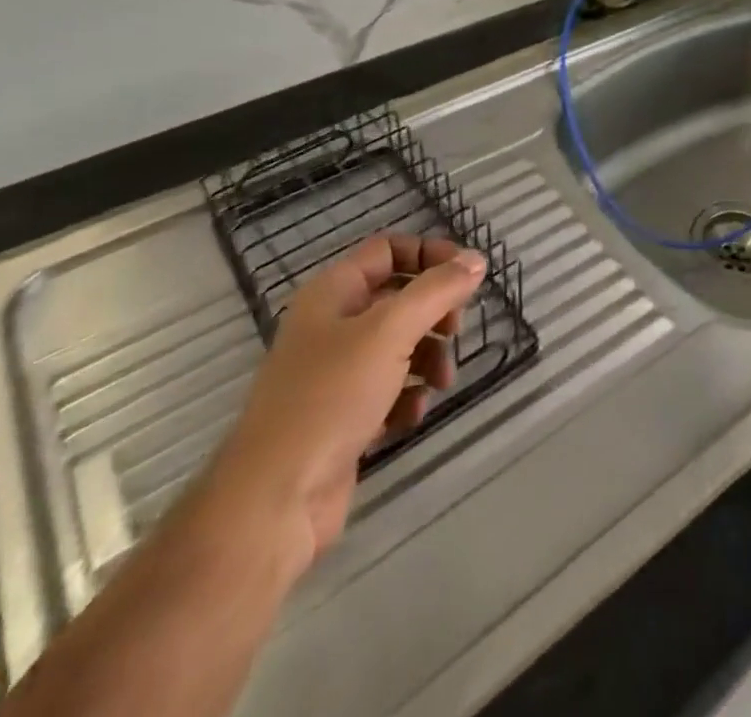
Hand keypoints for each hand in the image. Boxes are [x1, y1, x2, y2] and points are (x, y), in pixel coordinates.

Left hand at [201, 235, 485, 570]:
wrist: (274, 501)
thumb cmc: (330, 397)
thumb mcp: (390, 331)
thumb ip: (437, 291)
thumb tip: (476, 260)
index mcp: (333, 292)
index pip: (388, 250)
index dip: (429, 255)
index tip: (467, 276)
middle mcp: (332, 325)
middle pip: (398, 298)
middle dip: (434, 312)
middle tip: (455, 331)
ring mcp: (335, 373)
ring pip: (398, 346)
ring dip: (428, 357)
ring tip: (441, 382)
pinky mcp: (343, 417)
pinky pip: (389, 390)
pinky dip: (408, 396)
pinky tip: (412, 415)